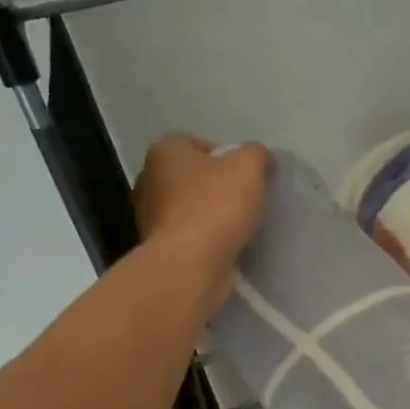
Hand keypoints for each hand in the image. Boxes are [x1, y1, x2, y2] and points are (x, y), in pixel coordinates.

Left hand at [133, 135, 269, 314]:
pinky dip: (206, 240)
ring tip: (240, 227)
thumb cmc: (216, 206)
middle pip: (192, 177)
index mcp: (164, 152)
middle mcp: (149, 180)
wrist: (190, 265)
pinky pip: (189, 237)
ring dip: (211, 216)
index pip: (196, 143)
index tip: (246, 176)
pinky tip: (227, 247)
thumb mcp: (248, 167)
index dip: (225, 156)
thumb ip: (256, 154)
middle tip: (246, 200)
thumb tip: (259, 157)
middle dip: (217, 187)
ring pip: (189, 208)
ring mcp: (150, 218)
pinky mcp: (160, 249)